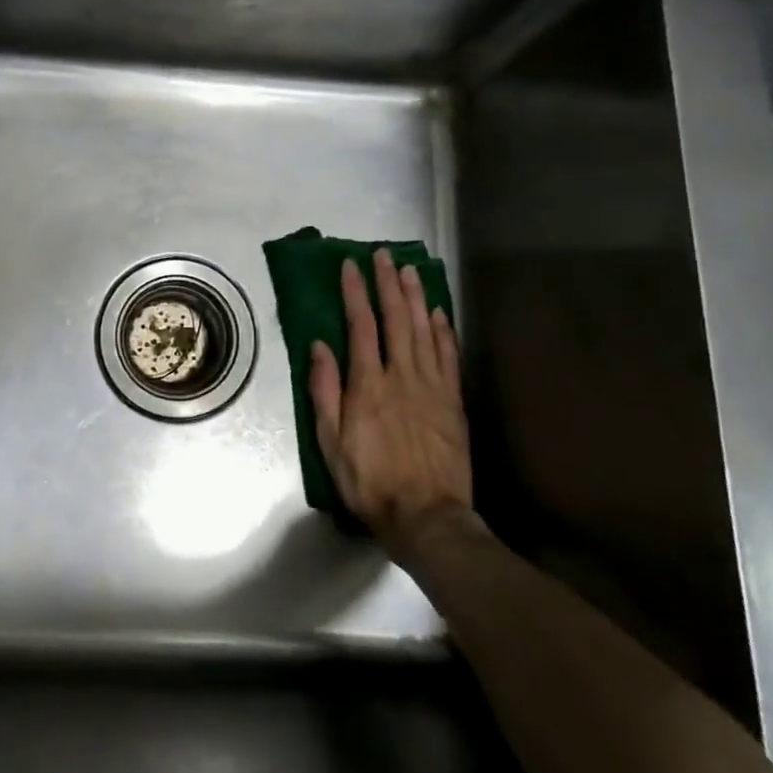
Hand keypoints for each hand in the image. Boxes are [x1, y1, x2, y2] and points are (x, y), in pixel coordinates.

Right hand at [309, 249, 472, 564]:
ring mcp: (432, 386)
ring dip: (415, 297)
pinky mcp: (453, 401)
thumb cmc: (369, 480)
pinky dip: (443, 330)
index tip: (350, 266)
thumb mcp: (330, 441)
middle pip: (395, 318)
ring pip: (423, 330)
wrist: (427, 516)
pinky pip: (448, 356)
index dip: (355, 292)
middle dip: (387, 283)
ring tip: (409, 270)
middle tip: (383, 255)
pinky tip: (438, 312)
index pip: (361, 325)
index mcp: (368, 384)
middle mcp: (401, 375)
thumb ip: (325, 390)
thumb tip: (319, 345)